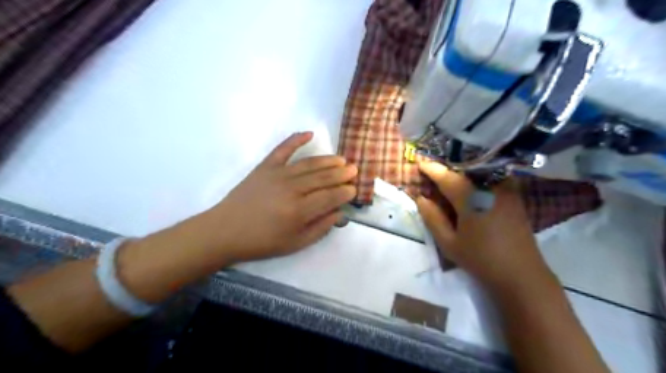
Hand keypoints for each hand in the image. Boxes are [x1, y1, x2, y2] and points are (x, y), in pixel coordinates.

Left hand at [202, 132, 356, 263]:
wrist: (226, 230)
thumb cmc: (262, 241)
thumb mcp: (295, 244)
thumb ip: (320, 228)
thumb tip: (339, 212)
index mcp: (300, 211)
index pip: (331, 197)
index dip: (345, 192)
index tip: (354, 189)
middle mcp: (292, 189)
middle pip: (323, 178)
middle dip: (342, 174)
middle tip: (354, 170)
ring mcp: (278, 174)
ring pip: (310, 164)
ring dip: (328, 160)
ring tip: (342, 160)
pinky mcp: (265, 166)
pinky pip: (283, 149)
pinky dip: (296, 139)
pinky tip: (310, 134)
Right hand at [414, 162, 558, 294]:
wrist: (521, 275)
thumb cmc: (481, 259)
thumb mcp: (449, 243)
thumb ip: (433, 218)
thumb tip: (421, 198)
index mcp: (471, 199)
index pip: (447, 177)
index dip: (432, 169)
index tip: (420, 163)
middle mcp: (490, 188)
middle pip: (464, 169)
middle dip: (447, 167)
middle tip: (433, 168)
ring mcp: (506, 190)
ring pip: (480, 171)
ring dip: (463, 170)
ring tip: (450, 174)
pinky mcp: (515, 196)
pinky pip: (493, 177)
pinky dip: (478, 176)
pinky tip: (471, 183)